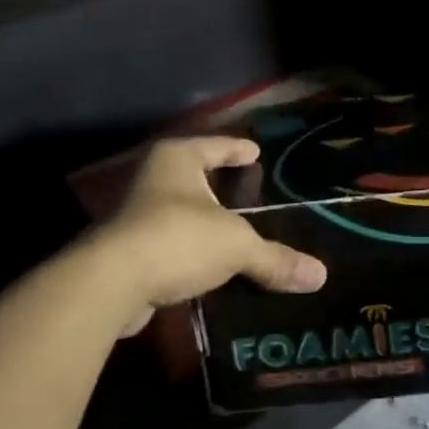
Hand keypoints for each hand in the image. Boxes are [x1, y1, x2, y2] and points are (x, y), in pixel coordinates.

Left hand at [90, 136, 326, 336]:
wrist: (107, 284)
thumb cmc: (178, 239)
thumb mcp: (237, 246)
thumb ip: (276, 259)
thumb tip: (321, 276)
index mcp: (178, 159)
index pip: (217, 145)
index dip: (238, 149)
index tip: (256, 153)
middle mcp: (152, 178)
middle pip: (193, 174)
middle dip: (217, 182)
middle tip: (246, 187)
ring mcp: (132, 214)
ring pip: (176, 209)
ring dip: (199, 219)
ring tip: (229, 228)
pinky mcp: (122, 249)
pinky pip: (166, 242)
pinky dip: (185, 249)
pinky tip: (204, 263)